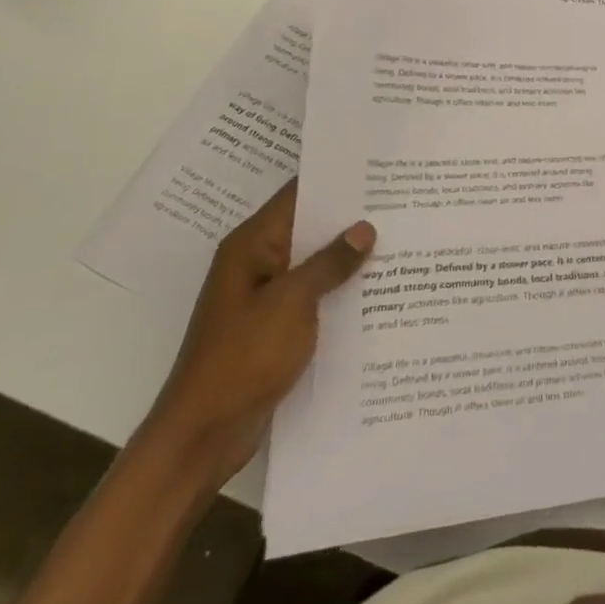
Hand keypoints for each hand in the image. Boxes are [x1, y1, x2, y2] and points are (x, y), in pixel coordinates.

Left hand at [142, 177, 374, 488]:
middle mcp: (257, 263)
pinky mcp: (276, 327)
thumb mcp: (292, 303)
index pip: (297, 195)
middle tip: (401, 202)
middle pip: (309, 228)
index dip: (336, 180)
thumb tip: (364, 228)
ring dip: (349, 257)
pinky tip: (379, 289)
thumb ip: (330, 263)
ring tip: (401, 239)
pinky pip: (315, 296)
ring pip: (315, 264)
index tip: (378, 168)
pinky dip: (341, 290)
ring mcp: (266, 297)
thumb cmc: (243, 357)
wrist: (203, 435)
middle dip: (351, 218)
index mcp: (251, 246)